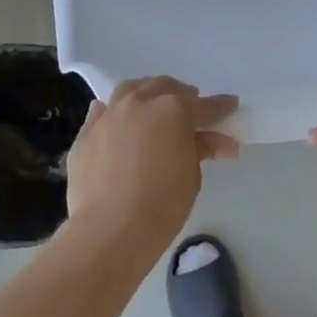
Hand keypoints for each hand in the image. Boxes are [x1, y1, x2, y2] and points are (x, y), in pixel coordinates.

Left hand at [66, 77, 238, 251]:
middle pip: (164, 88)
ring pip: (130, 90)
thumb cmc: (162, 204)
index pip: (204, 105)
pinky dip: (114, 113)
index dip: (221, 107)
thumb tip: (217, 141)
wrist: (110, 229)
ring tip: (153, 107)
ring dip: (147, 94)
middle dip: (181, 95)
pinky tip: (118, 124)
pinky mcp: (86, 133)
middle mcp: (139, 103)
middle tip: (190, 109)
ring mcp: (109, 115)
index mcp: (173, 110)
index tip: (230, 106)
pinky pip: (102, 112)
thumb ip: (201, 149)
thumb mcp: (191, 176)